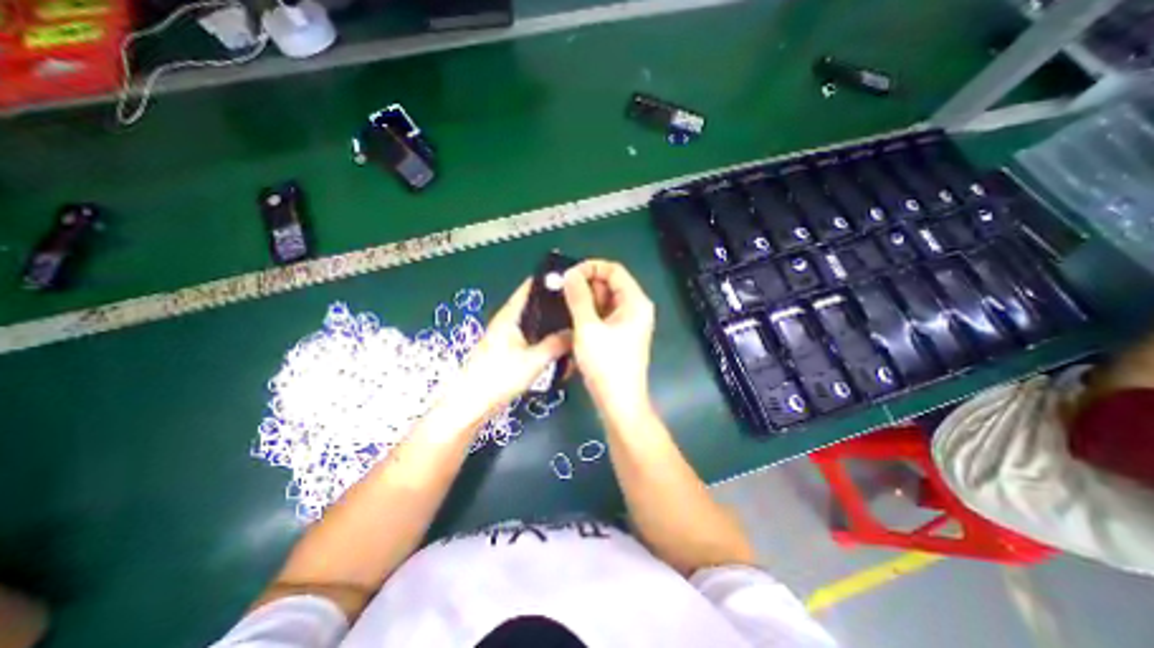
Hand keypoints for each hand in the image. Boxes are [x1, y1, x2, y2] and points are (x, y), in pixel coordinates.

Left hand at [452, 280, 573, 416]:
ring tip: (573, 327)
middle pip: (534, 305)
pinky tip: (558, 348)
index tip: (572, 282)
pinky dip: (544, 338)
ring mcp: (506, 336)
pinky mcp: (507, 351)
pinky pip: (531, 338)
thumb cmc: (499, 377)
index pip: (529, 288)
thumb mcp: (533, 360)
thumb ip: (556, 344)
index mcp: (510, 316)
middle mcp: (507, 321)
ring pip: (534, 323)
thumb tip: (577, 333)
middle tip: (579, 309)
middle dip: (555, 306)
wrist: (470, 404)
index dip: (548, 282)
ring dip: (550, 325)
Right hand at [562, 258, 652, 415]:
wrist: (619, 402)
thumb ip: (578, 297)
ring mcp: (629, 322)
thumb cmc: (606, 364)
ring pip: (606, 300)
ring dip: (586, 299)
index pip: (614, 270)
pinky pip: (605, 315)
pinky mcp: (621, 334)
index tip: (568, 276)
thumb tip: (570, 274)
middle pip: (610, 284)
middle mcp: (636, 308)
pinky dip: (590, 313)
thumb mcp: (588, 328)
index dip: (590, 267)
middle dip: (586, 284)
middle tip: (562, 293)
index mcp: (635, 302)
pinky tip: (573, 318)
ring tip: (564, 305)